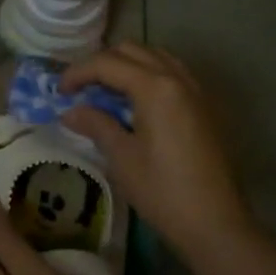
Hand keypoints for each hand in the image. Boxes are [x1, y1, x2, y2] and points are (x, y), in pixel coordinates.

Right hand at [61, 42, 254, 260]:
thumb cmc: (163, 191)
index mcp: (155, 87)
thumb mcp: (122, 158)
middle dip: (101, 63)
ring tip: (106, 92)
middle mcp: (177, 78)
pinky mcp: (204, 106)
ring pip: (155, 57)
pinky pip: (172, 73)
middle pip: (132, 51)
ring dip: (127, 65)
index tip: (60, 92)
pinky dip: (148, 75)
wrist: (215, 223)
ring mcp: (195, 90)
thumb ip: (96, 125)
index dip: (78, 72)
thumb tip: (70, 112)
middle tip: (81, 89)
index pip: (108, 63)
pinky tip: (136, 103)